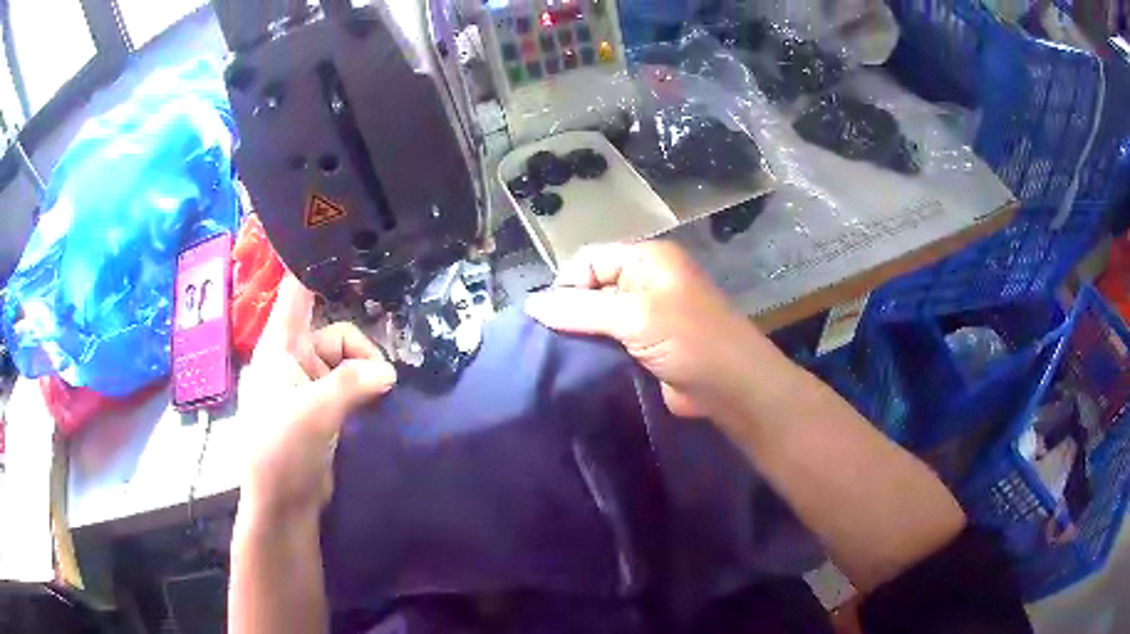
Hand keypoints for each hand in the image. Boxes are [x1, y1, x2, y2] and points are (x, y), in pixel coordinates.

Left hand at [241, 275, 396, 519]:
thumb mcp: (316, 412)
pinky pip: (347, 384)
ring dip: (364, 374)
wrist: (282, 502)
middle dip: (360, 350)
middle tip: (382, 377)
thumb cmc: (283, 450)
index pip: (296, 293)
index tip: (350, 250)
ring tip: (380, 396)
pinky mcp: (319, 407)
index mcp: (279, 347)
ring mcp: (306, 384)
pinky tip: (375, 402)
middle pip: (335, 332)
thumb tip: (389, 371)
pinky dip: (362, 389)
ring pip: (345, 361)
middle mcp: (292, 358)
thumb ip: (353, 383)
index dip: (317, 267)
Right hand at [525, 241, 777, 417]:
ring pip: (599, 317)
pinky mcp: (646, 343)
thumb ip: (580, 309)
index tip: (550, 320)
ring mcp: (647, 313)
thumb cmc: (689, 340)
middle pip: (592, 287)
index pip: (589, 259)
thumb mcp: (634, 317)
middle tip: (550, 342)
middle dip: (571, 312)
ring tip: (560, 357)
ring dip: (582, 335)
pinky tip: (579, 367)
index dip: (567, 285)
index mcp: (646, 259)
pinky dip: (595, 351)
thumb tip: (530, 304)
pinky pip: (610, 340)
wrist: (731, 387)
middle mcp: (645, 280)